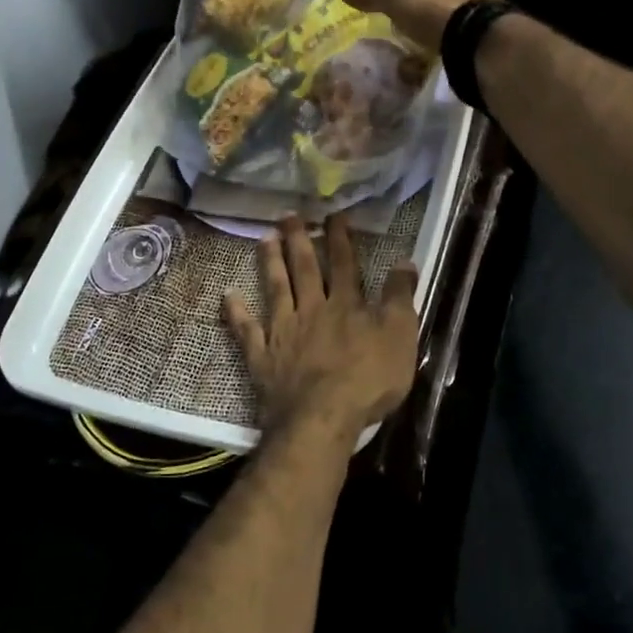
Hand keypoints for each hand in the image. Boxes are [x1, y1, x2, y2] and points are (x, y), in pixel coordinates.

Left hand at [223, 214, 418, 439]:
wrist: (322, 418)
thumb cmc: (368, 380)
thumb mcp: (400, 337)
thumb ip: (400, 298)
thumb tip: (404, 261)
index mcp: (346, 305)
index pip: (344, 264)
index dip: (340, 238)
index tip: (333, 215)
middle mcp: (312, 310)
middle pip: (305, 269)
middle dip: (299, 240)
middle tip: (288, 214)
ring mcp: (283, 332)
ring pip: (275, 289)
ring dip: (270, 262)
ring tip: (264, 237)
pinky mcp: (262, 357)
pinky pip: (246, 330)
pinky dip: (236, 312)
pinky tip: (227, 295)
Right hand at [334, 0, 504, 51]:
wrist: (479, 46)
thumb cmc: (439, 11)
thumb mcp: (399, 0)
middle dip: (429, 6)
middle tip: (407, 23)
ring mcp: (494, 9)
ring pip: (459, 14)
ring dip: (443, 26)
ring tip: (422, 43)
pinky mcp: (495, 37)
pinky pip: (467, 38)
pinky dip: (454, 45)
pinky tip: (440, 56)